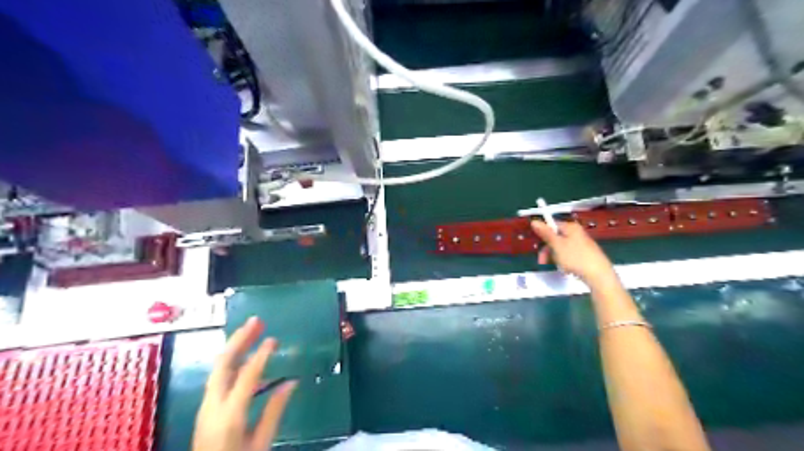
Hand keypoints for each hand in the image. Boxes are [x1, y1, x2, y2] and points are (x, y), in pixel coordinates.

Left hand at [192, 317, 296, 450]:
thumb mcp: (261, 443)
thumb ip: (275, 411)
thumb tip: (292, 381)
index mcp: (230, 414)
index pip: (247, 376)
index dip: (261, 355)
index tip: (273, 339)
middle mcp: (213, 405)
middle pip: (223, 364)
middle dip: (239, 339)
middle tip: (256, 321)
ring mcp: (206, 406)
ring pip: (218, 368)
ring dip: (234, 347)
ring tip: (252, 331)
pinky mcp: (206, 408)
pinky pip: (219, 377)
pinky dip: (232, 361)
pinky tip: (246, 359)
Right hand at [532, 218, 616, 285]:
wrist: (598, 275)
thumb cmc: (575, 257)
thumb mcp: (557, 245)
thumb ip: (545, 233)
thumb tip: (534, 221)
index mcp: (570, 227)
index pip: (552, 225)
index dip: (543, 235)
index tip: (538, 245)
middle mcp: (576, 233)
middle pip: (556, 238)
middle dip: (548, 250)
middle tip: (543, 261)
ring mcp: (581, 244)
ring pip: (561, 248)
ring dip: (555, 257)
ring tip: (558, 267)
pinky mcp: (585, 254)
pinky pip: (569, 255)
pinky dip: (564, 261)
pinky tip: (566, 269)